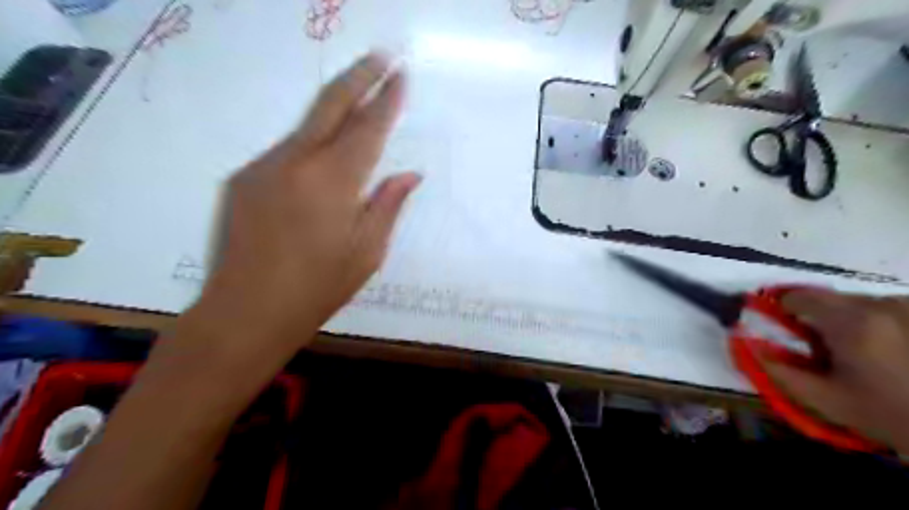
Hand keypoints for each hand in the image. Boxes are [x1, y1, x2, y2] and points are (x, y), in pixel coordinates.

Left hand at [189, 51, 421, 354]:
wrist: (247, 311)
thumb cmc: (319, 287)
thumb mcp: (368, 252)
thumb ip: (388, 205)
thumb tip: (408, 174)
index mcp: (334, 182)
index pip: (368, 128)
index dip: (387, 101)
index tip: (401, 77)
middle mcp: (296, 162)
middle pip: (331, 105)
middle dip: (360, 77)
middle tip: (381, 57)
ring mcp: (263, 166)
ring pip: (306, 126)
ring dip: (334, 110)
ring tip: (357, 97)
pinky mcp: (243, 178)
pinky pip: (286, 151)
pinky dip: (310, 145)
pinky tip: (321, 160)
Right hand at [761, 290, 907, 451]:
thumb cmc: (887, 415)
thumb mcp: (822, 399)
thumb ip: (777, 368)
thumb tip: (746, 342)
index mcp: (852, 322)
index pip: (798, 296)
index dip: (781, 309)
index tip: (782, 330)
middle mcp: (882, 304)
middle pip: (828, 299)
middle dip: (816, 319)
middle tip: (823, 352)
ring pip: (856, 303)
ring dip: (846, 321)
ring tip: (859, 355)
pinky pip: (883, 308)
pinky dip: (873, 323)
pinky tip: (888, 351)